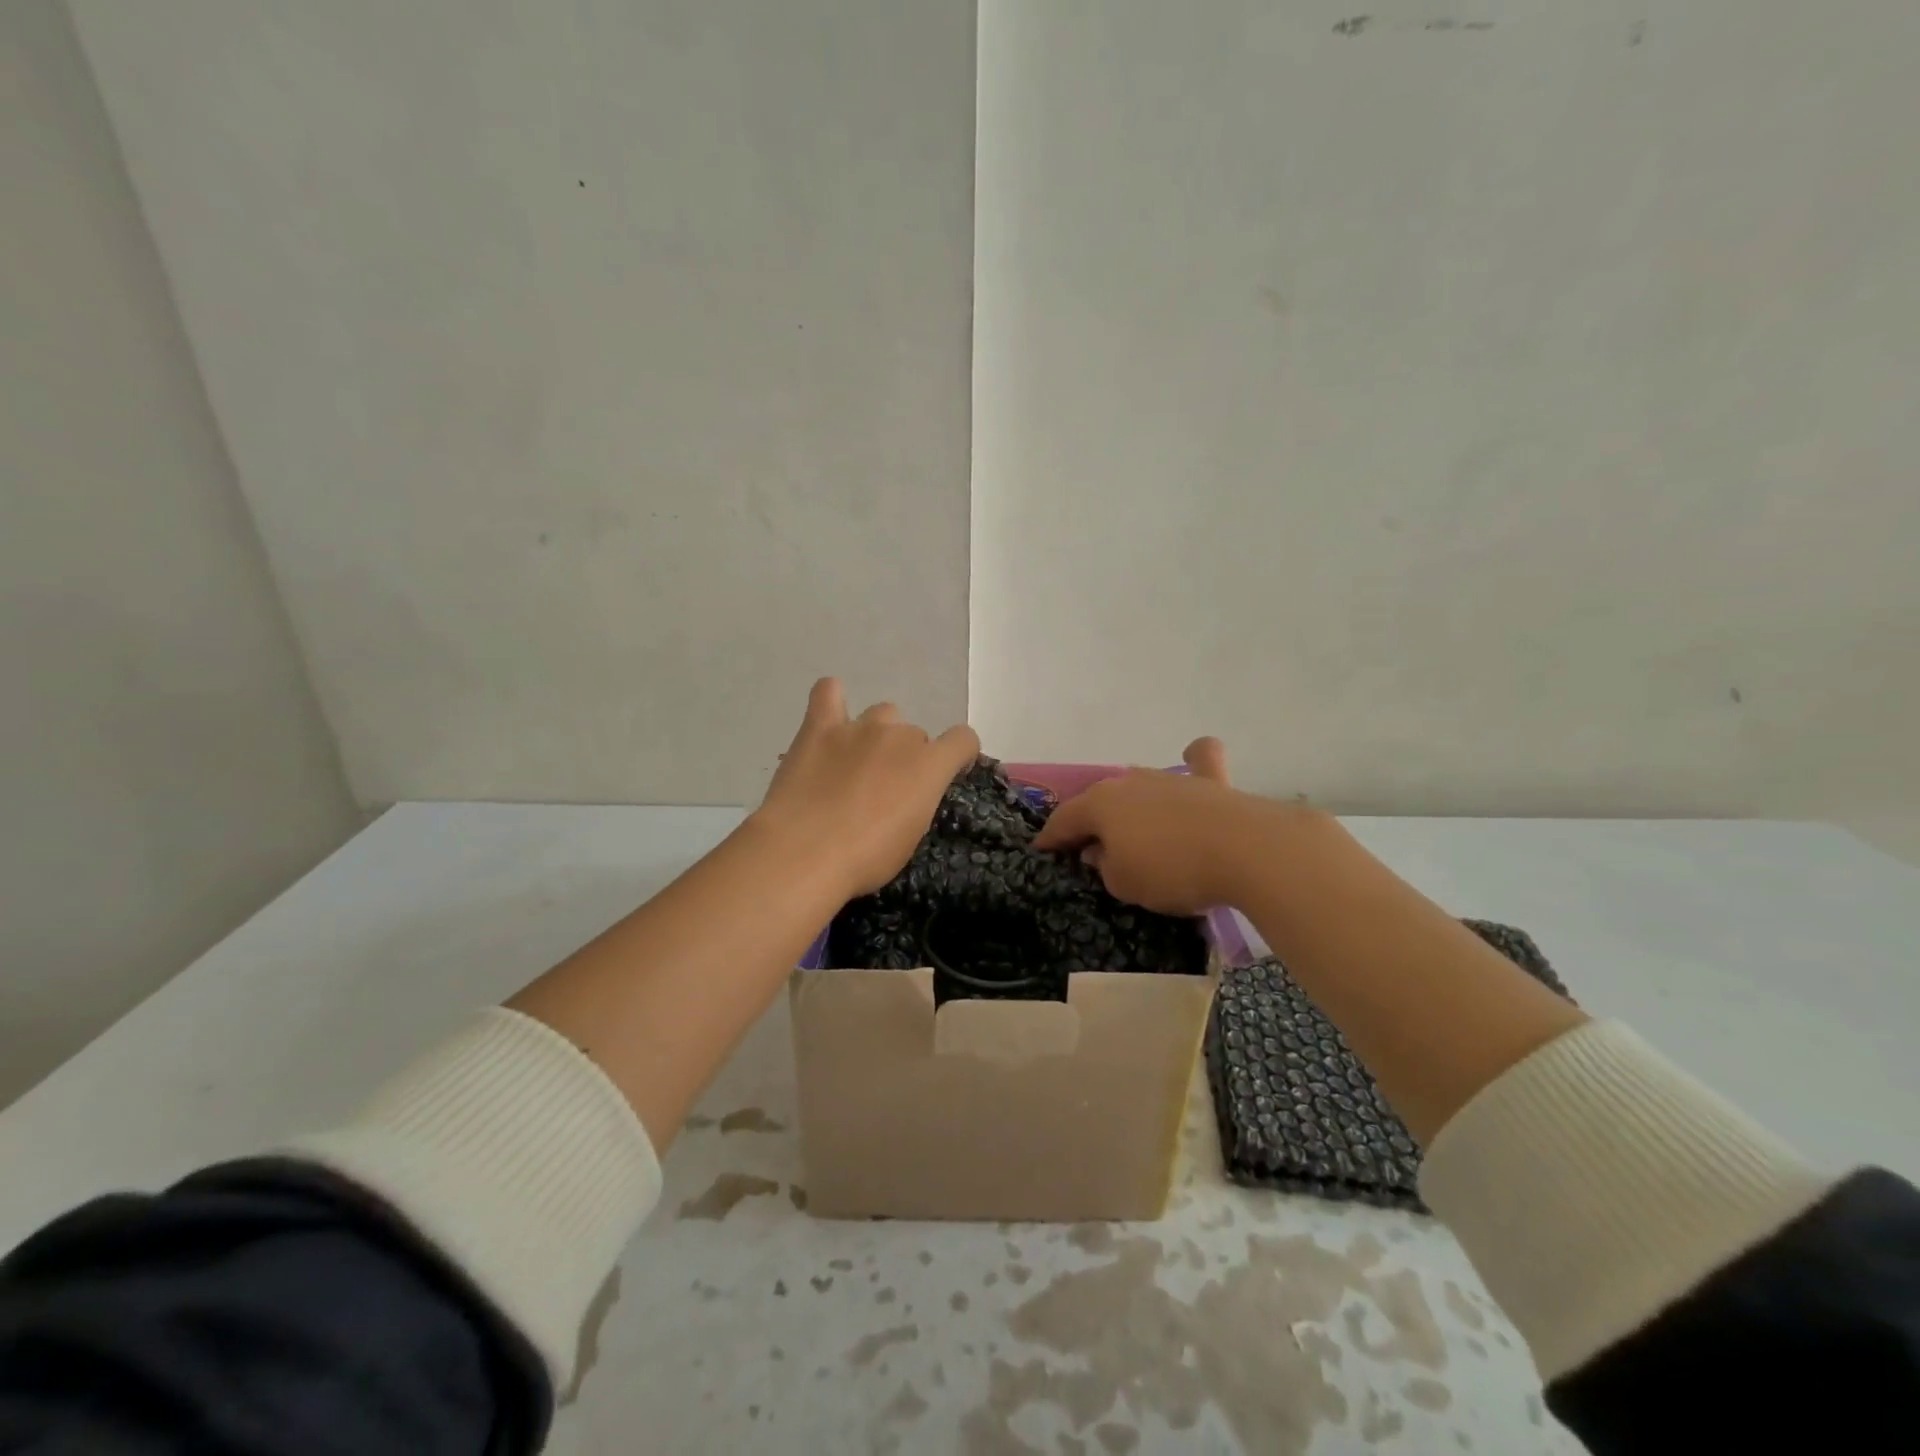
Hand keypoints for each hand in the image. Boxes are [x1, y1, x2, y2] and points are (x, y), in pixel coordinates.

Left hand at [754, 678, 980, 897]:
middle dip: (906, 757)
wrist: (804, 852)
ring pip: (882, 714)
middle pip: (914, 734)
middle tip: (884, 790)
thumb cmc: (866, 858)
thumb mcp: (911, 838)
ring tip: (856, 764)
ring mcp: (858, 727)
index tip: (946, 776)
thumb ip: (918, 802)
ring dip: (877, 735)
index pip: (963, 739)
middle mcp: (899, 736)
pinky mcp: (819, 727)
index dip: (958, 756)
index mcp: (930, 765)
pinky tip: (830, 720)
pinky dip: (833, 699)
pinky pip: (828, 692)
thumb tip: (908, 794)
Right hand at [1032, 738, 1285, 914]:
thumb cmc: (1172, 870)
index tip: (1042, 851)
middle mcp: (1130, 782)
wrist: (1246, 850)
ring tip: (1132, 828)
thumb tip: (1101, 851)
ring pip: (1140, 787)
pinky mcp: (1212, 783)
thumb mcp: (1124, 884)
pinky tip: (1193, 757)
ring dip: (1131, 806)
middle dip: (1090, 822)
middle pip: (1100, 802)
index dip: (1051, 838)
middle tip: (1088, 847)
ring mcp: (1171, 779)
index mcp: (1101, 804)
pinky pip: (1199, 762)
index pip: (1064, 820)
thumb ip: (1105, 867)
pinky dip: (1194, 760)